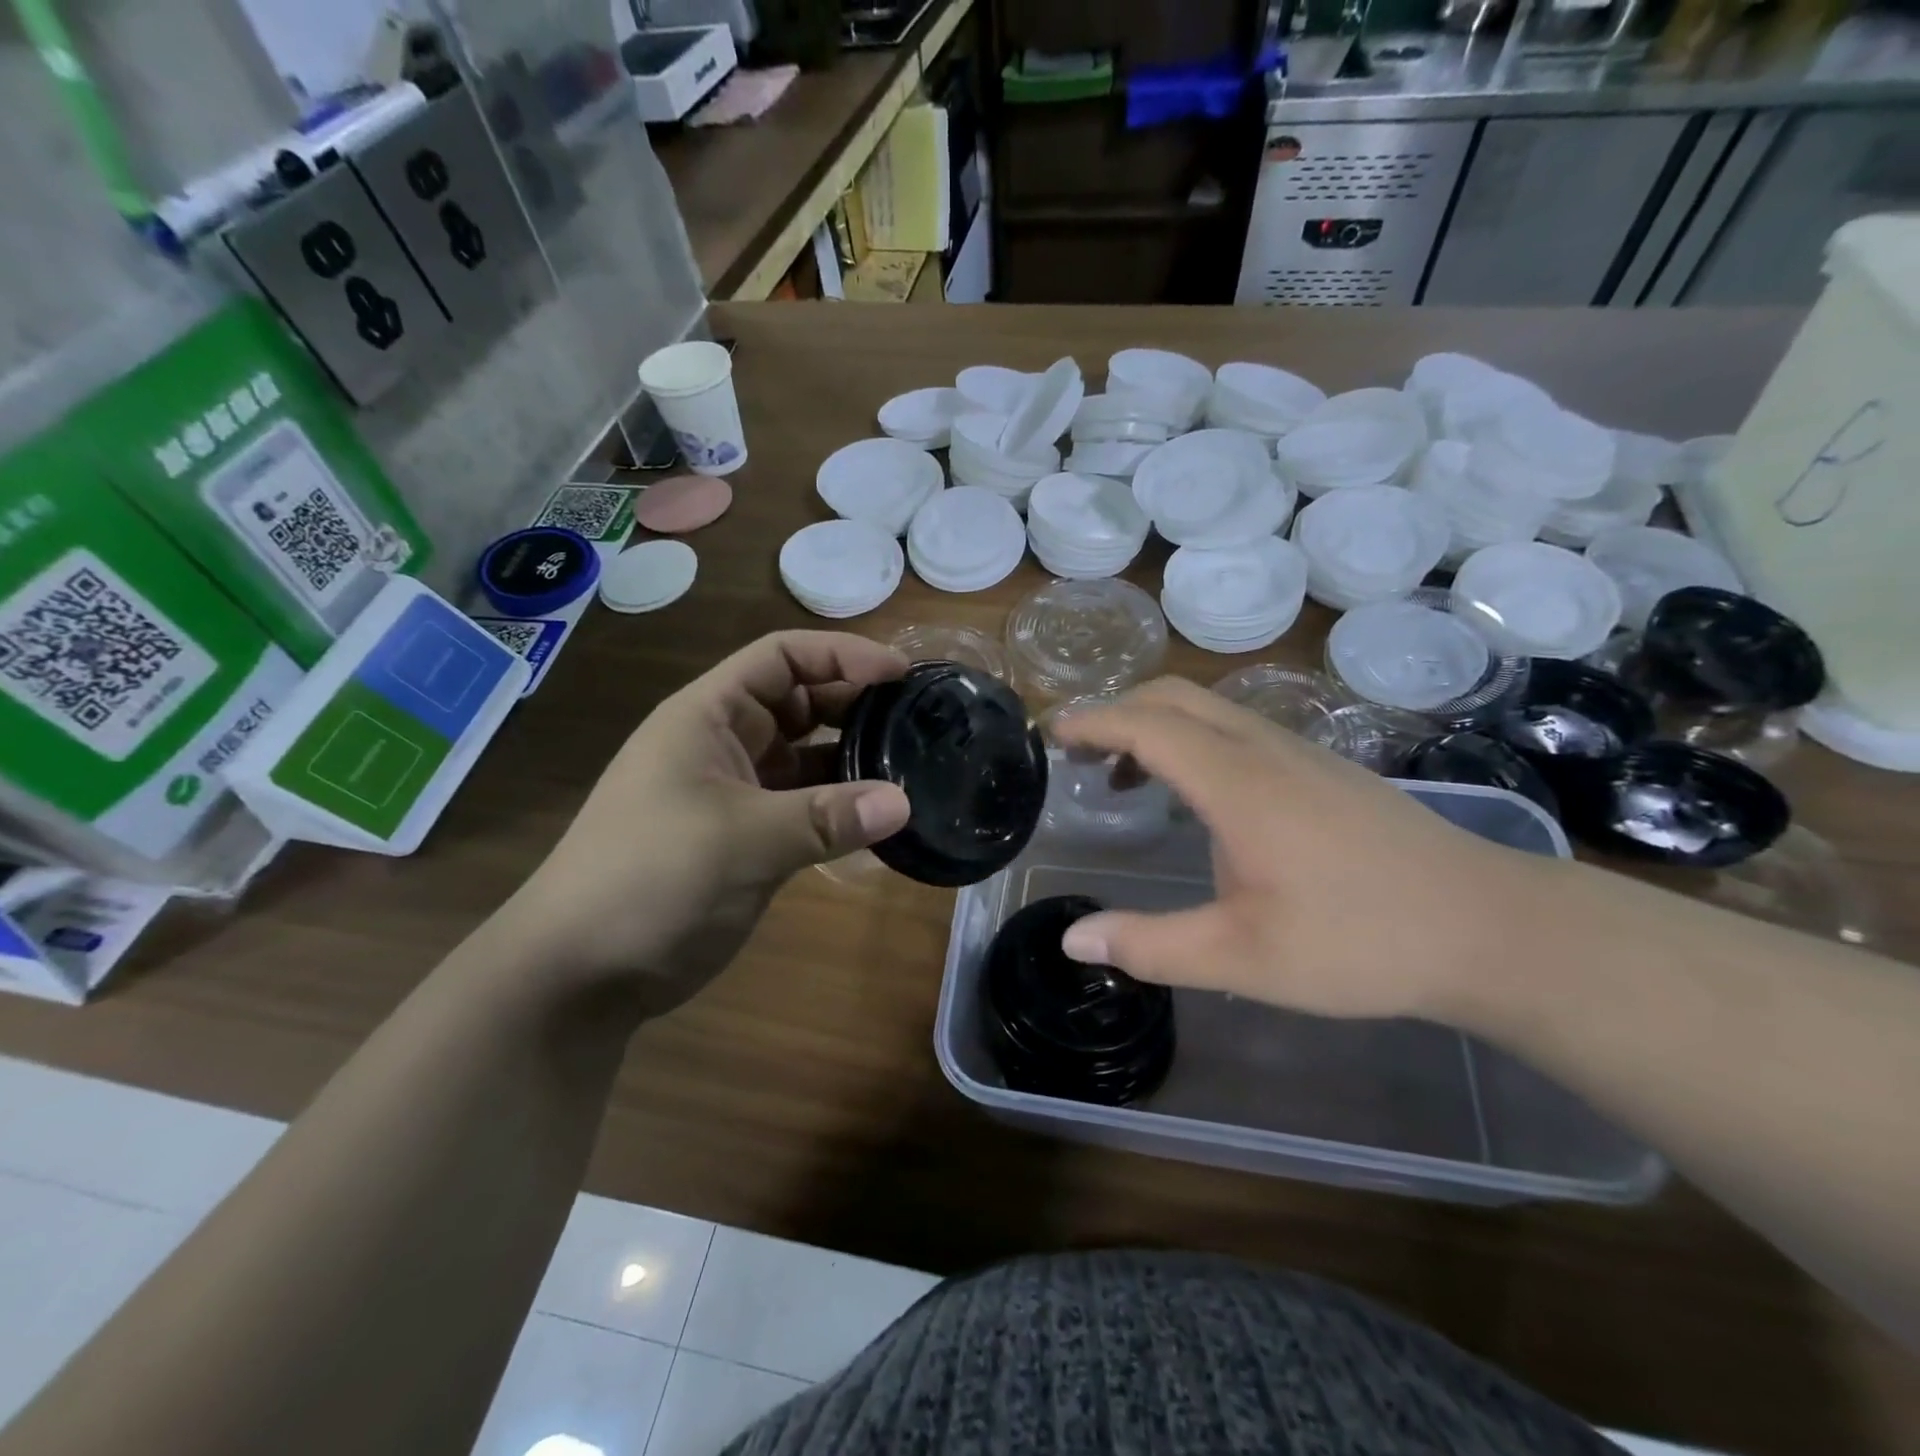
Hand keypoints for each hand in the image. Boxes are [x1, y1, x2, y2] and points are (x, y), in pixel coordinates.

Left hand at [501, 632, 910, 1015]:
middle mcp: (724, 743)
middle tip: (918, 719)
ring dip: (852, 759)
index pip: (781, 658)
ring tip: (912, 765)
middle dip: (855, 703)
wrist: (581, 972)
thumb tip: (905, 803)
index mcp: (708, 716)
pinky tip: (880, 820)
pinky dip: (840, 808)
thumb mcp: (740, 840)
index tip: (902, 672)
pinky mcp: (747, 838)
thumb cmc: (648, 878)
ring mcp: (735, 793)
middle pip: (799, 701)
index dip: (841, 654)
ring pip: (806, 757)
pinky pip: (805, 807)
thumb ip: (826, 818)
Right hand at [1051, 677, 1555, 1021]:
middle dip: (1118, 713)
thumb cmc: (1360, 942)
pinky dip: (1193, 741)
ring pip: (1210, 710)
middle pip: (1175, 697)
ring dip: (1156, 728)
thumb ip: (1151, 946)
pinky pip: (1239, 729)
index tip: (1050, 734)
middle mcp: (1265, 749)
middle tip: (1079, 755)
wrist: (1488, 927)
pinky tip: (1197, 798)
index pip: (1147, 726)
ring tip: (1125, 780)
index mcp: (1238, 783)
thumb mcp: (1242, 957)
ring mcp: (1301, 753)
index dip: (1092, 722)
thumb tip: (1073, 941)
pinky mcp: (1325, 768)